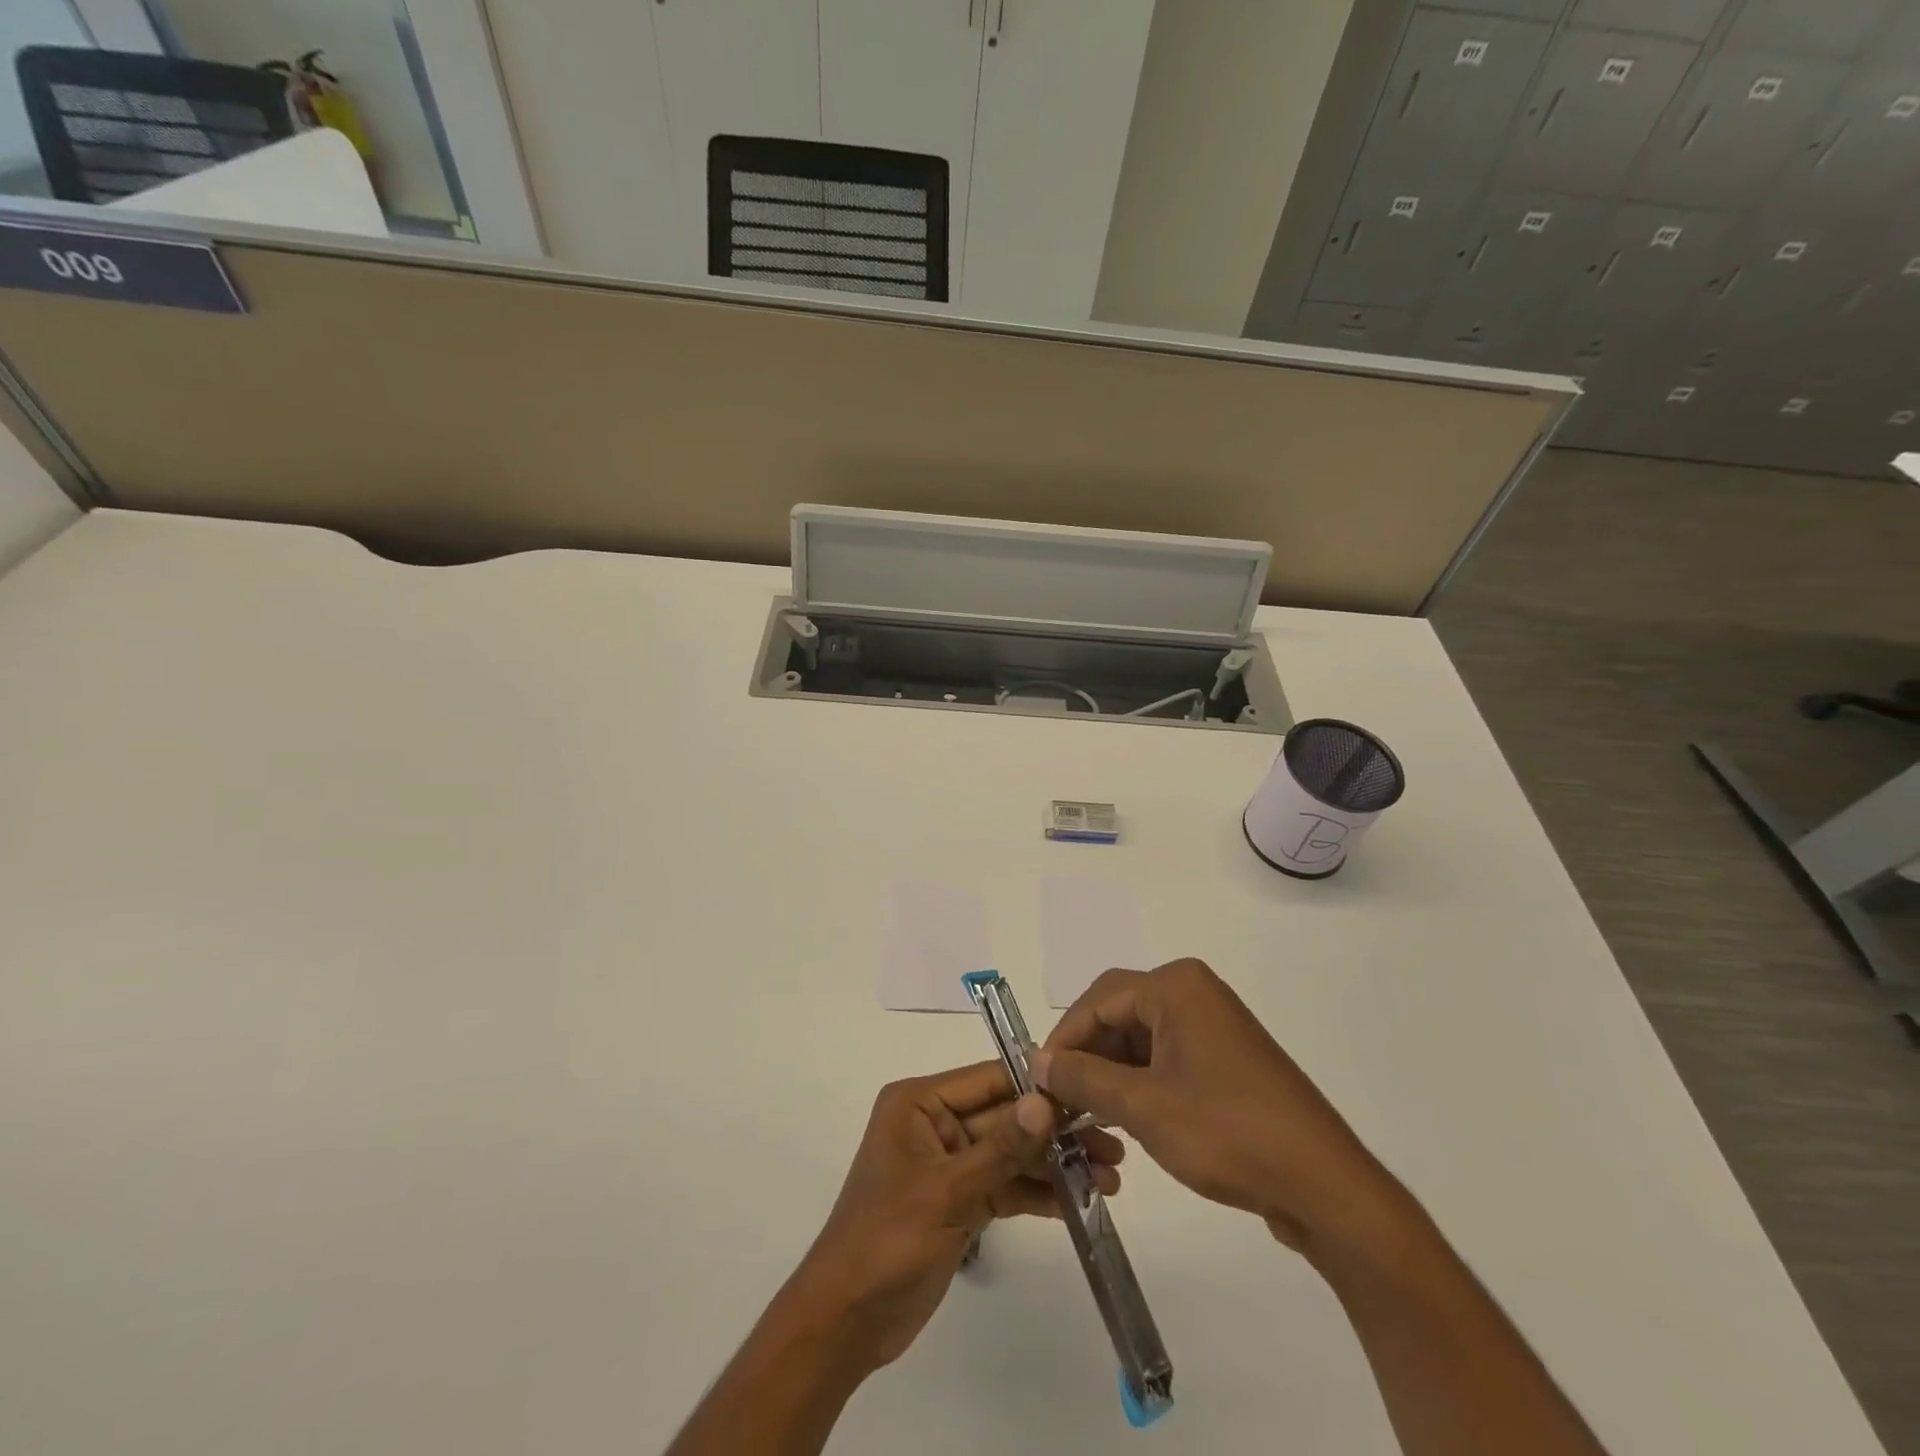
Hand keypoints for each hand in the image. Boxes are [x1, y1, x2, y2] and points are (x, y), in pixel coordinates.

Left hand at [777, 1060, 1124, 1375]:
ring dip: (1055, 1166)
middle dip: (1056, 1132)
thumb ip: (1001, 1147)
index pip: (988, 1080)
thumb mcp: (946, 1190)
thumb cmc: (886, 1240)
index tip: (1089, 1089)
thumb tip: (1046, 1100)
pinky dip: (1039, 1194)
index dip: (1037, 1085)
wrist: (847, 1321)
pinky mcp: (961, 1201)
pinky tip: (1080, 1201)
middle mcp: (936, 1124)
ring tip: (1110, 1178)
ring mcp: (950, 1164)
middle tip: (1113, 1144)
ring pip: (1012, 1154)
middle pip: (1006, 1118)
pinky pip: (1006, 1186)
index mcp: (919, 1102)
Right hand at [1034, 959, 1403, 1258]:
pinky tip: (1125, 1119)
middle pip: (1119, 1015)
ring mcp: (1213, 1026)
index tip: (1038, 1081)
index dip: (1063, 1040)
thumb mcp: (1143, 1106)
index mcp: (1176, 986)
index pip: (1098, 1000)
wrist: (1324, 1185)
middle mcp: (1194, 993)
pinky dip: (1140, 1084)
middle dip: (1087, 1057)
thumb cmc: (1227, 1132)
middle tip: (1060, 1102)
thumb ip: (1083, 1078)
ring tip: (1087, 1117)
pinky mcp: (1225, 1059)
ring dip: (1111, 1075)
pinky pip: (1166, 1058)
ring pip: (1140, 1039)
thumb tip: (1038, 1061)